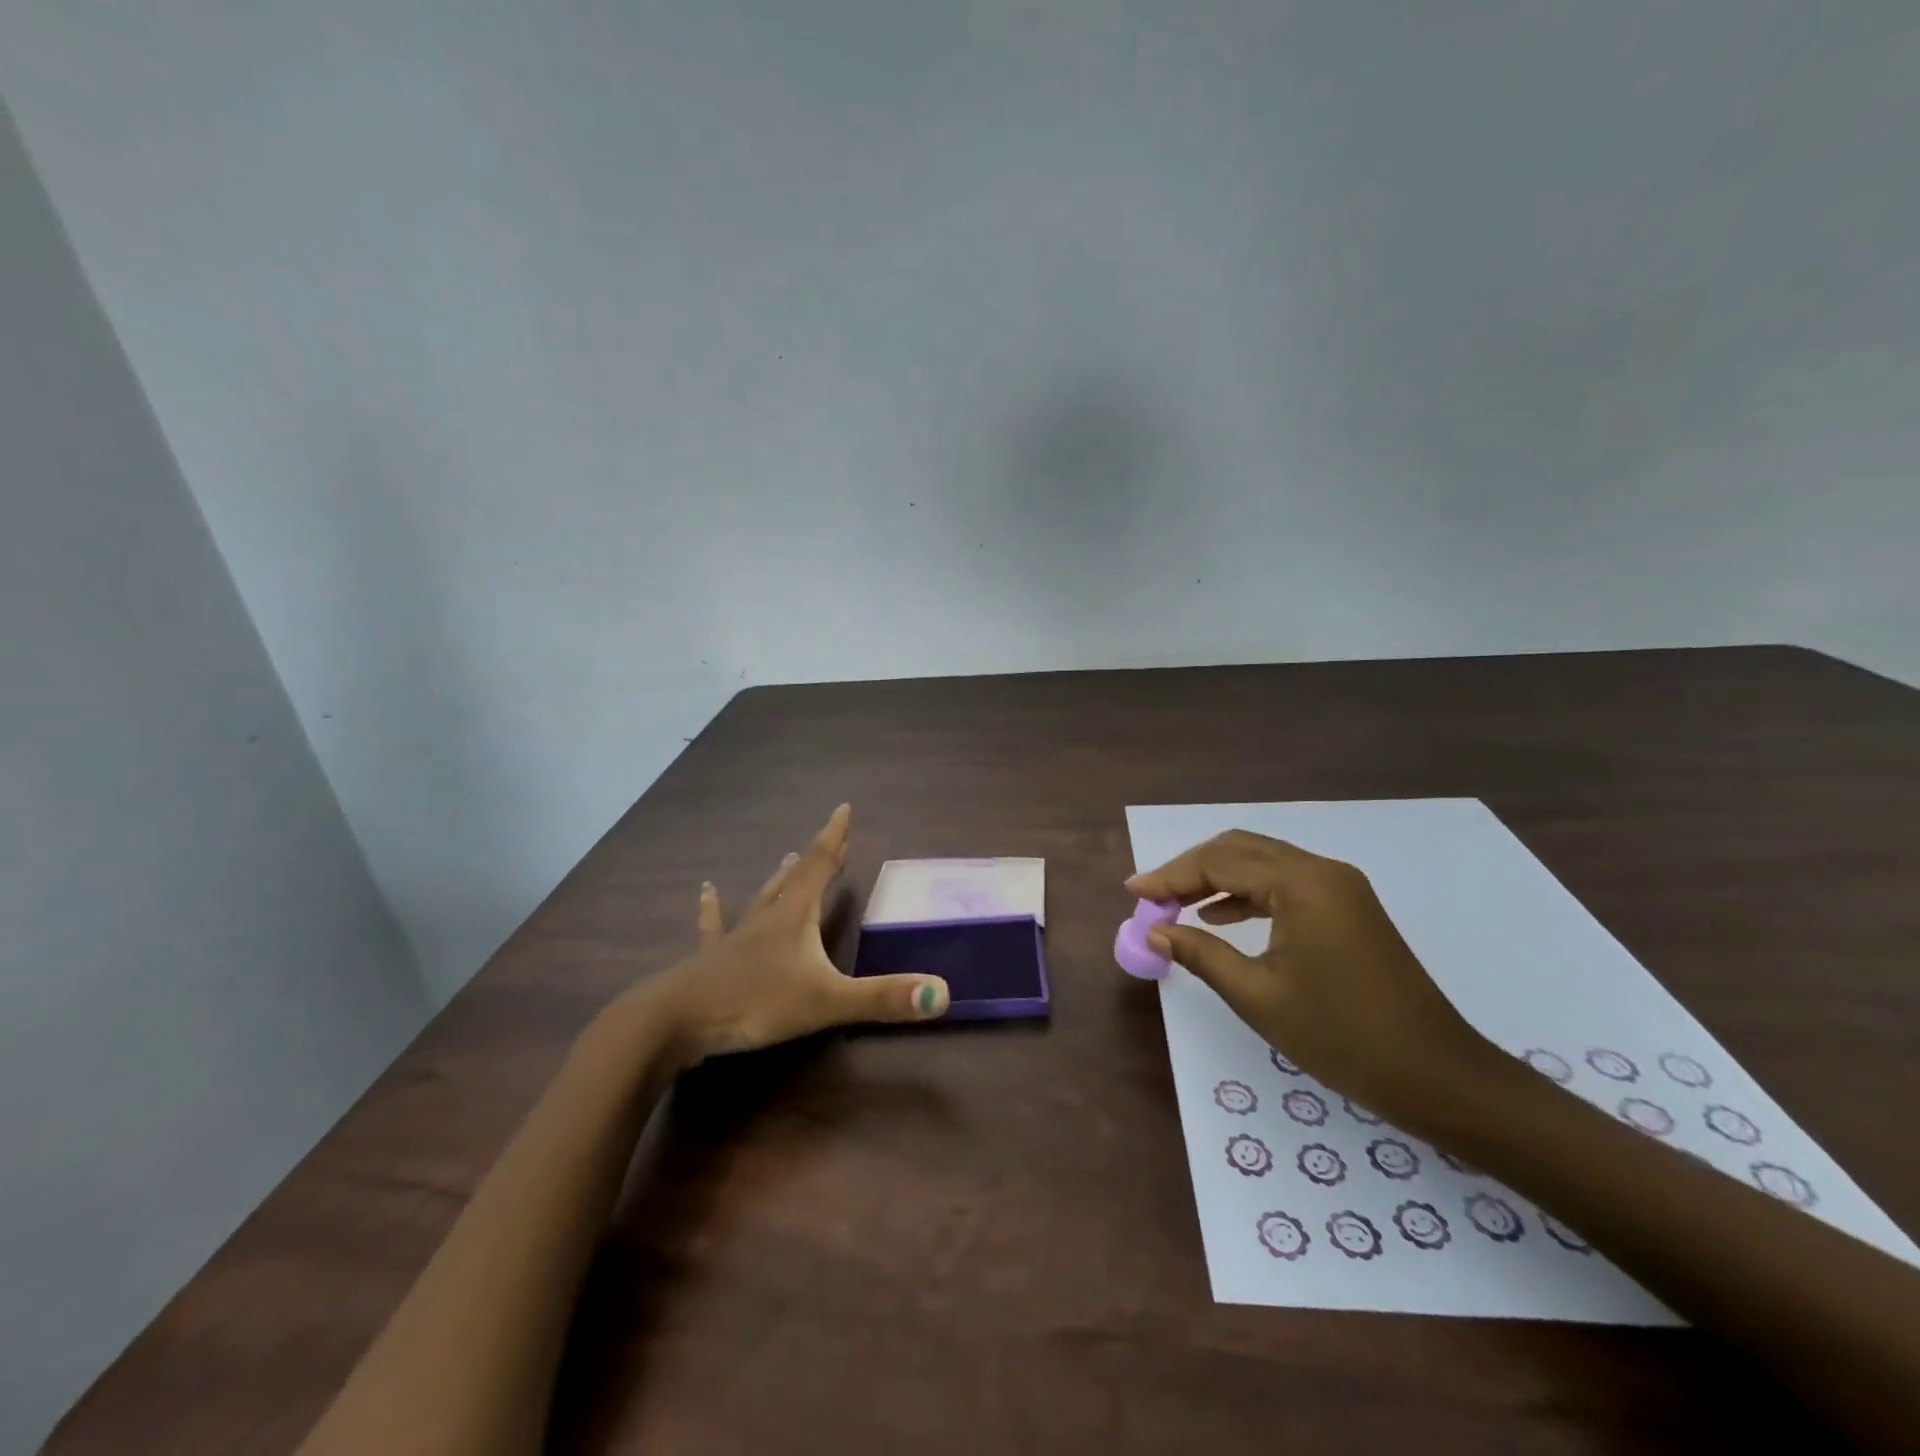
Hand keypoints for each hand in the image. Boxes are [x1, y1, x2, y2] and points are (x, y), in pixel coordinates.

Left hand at [640, 804, 949, 1064]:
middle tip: (832, 839)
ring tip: (786, 856)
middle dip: (818, 858)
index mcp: (794, 918)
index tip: (844, 808)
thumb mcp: (825, 1002)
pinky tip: (706, 891)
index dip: (834, 838)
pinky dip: (713, 909)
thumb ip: (882, 998)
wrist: (674, 1022)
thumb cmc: (754, 1003)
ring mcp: (735, 938)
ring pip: (762, 899)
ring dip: (779, 878)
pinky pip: (715, 927)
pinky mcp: (711, 960)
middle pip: (796, 879)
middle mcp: (766, 918)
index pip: (819, 866)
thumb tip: (942, 992)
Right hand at [1126, 830, 1497, 1120]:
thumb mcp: (1258, 996)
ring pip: (1263, 863)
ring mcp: (1340, 887)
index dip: (1170, 875)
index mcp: (1301, 884)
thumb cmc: (1342, 1037)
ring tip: (1177, 906)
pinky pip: (1285, 884)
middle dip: (1191, 869)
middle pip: (1240, 849)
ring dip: (1217, 878)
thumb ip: (1200, 954)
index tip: (1133, 892)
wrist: (1438, 1076)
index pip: (1220, 862)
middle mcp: (1322, 871)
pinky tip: (1221, 918)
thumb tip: (1155, 932)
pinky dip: (1247, 893)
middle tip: (1152, 897)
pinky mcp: (1349, 908)